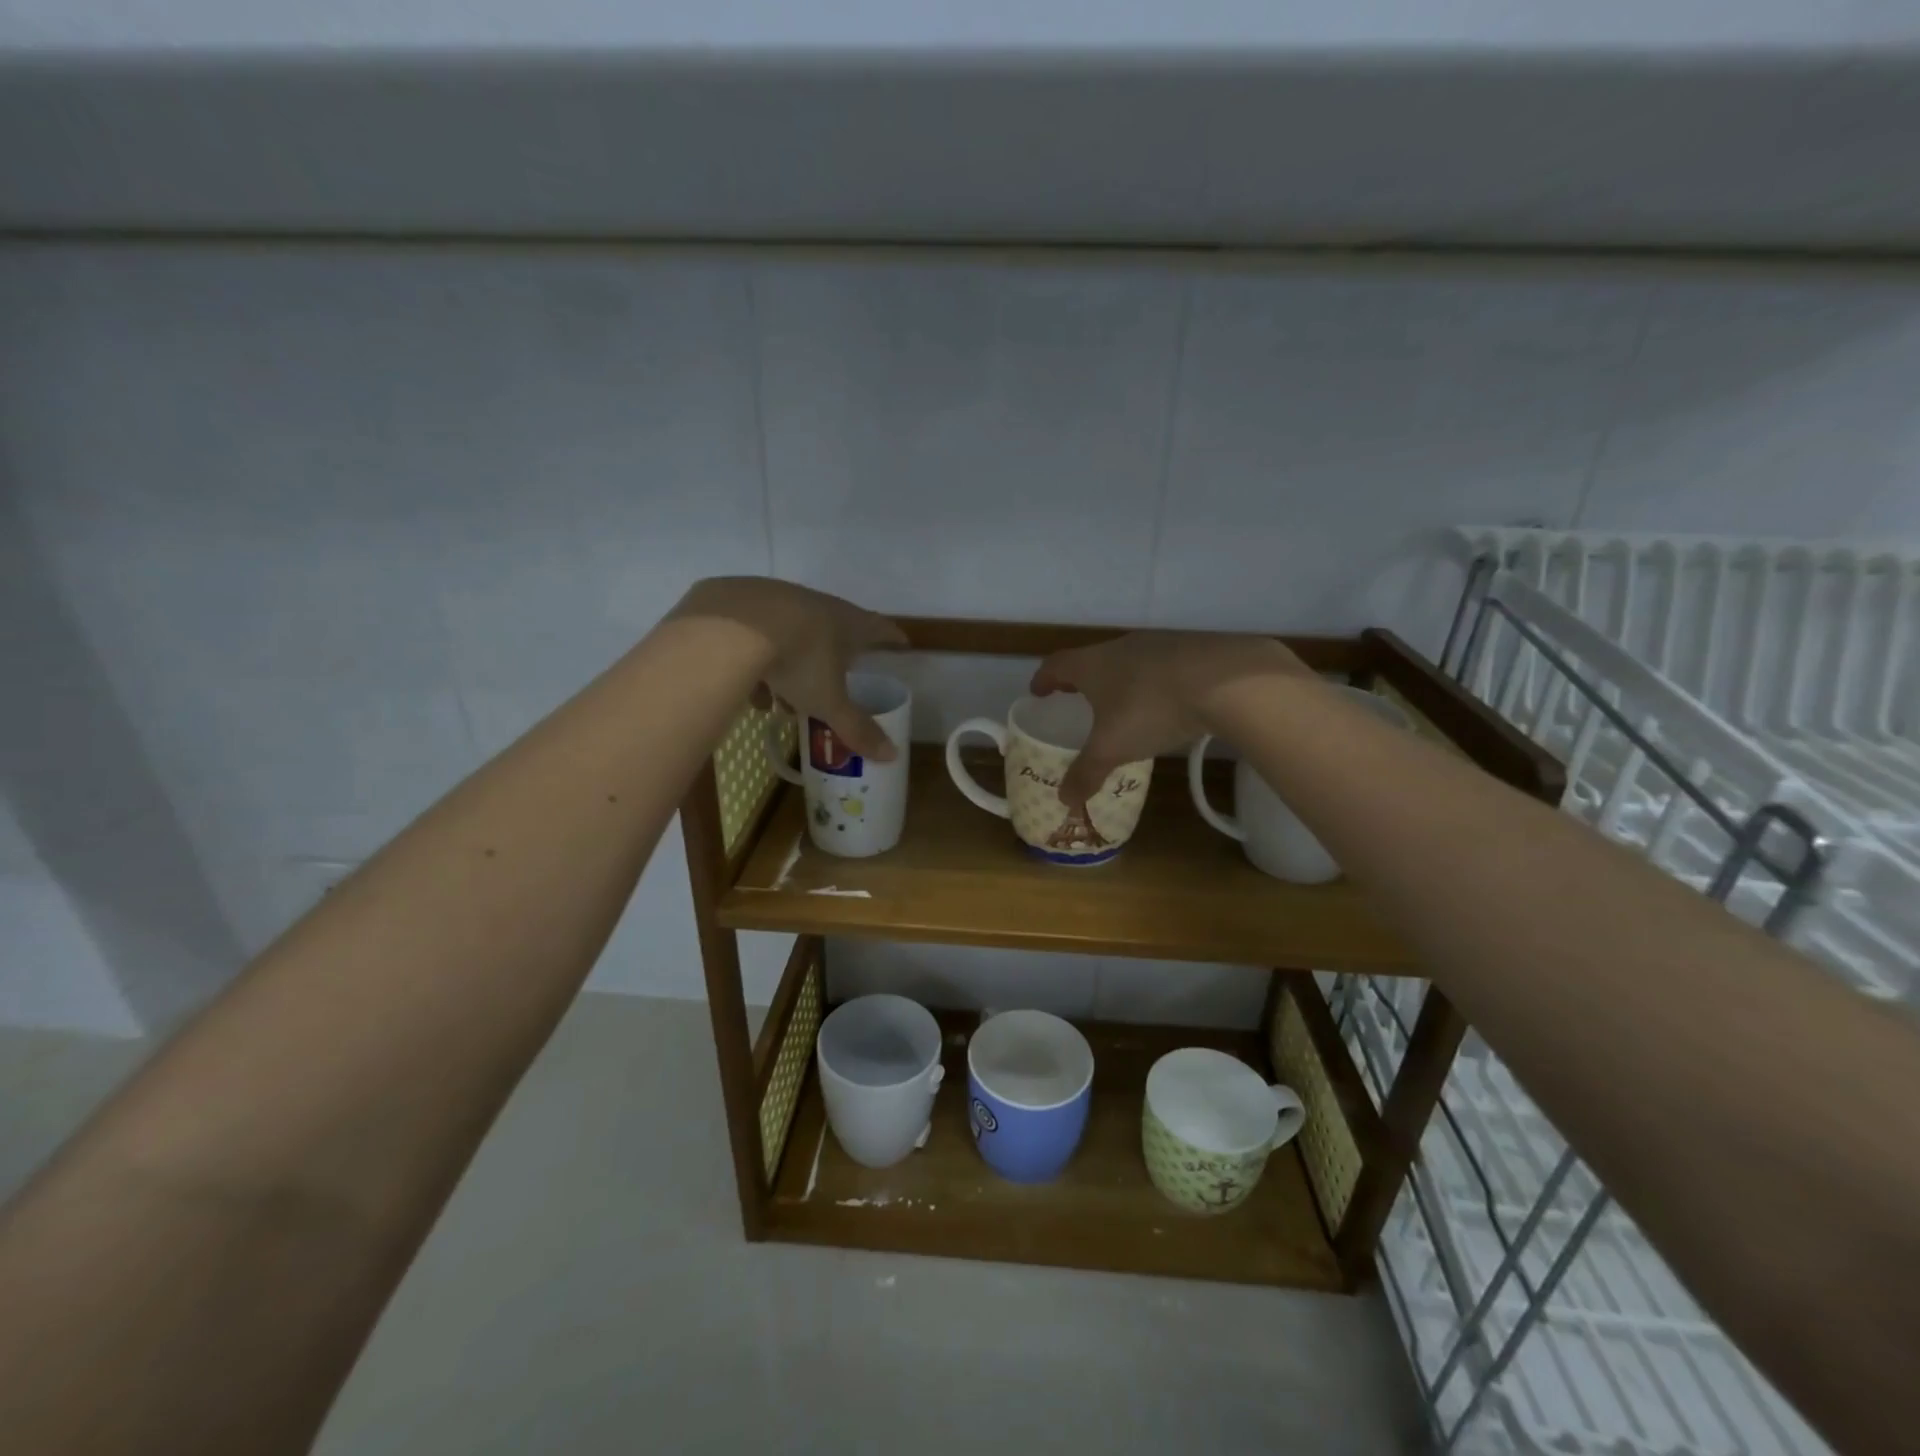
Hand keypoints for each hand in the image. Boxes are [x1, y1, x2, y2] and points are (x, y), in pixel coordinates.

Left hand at [673, 578, 908, 760]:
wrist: (730, 628)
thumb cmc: (797, 662)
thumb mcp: (829, 703)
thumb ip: (857, 729)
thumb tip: (891, 756)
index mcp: (847, 623)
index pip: (879, 628)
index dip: (892, 637)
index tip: (901, 643)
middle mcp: (816, 604)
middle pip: (833, 630)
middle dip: (834, 660)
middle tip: (833, 685)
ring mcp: (777, 596)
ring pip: (792, 634)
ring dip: (792, 664)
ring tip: (783, 700)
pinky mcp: (739, 598)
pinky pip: (756, 634)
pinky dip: (757, 660)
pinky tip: (748, 687)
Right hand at [1030, 632, 1304, 811]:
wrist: (1227, 680)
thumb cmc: (1152, 709)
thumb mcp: (1113, 748)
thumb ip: (1086, 772)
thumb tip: (1063, 800)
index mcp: (1093, 665)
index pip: (1057, 665)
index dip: (1044, 679)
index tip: (1038, 692)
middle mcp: (1121, 647)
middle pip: (1093, 660)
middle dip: (1083, 681)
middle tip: (1078, 700)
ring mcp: (1159, 644)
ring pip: (1129, 661)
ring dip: (1120, 680)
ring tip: (1123, 705)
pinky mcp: (1193, 649)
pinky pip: (1163, 666)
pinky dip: (1155, 682)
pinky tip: (1168, 703)